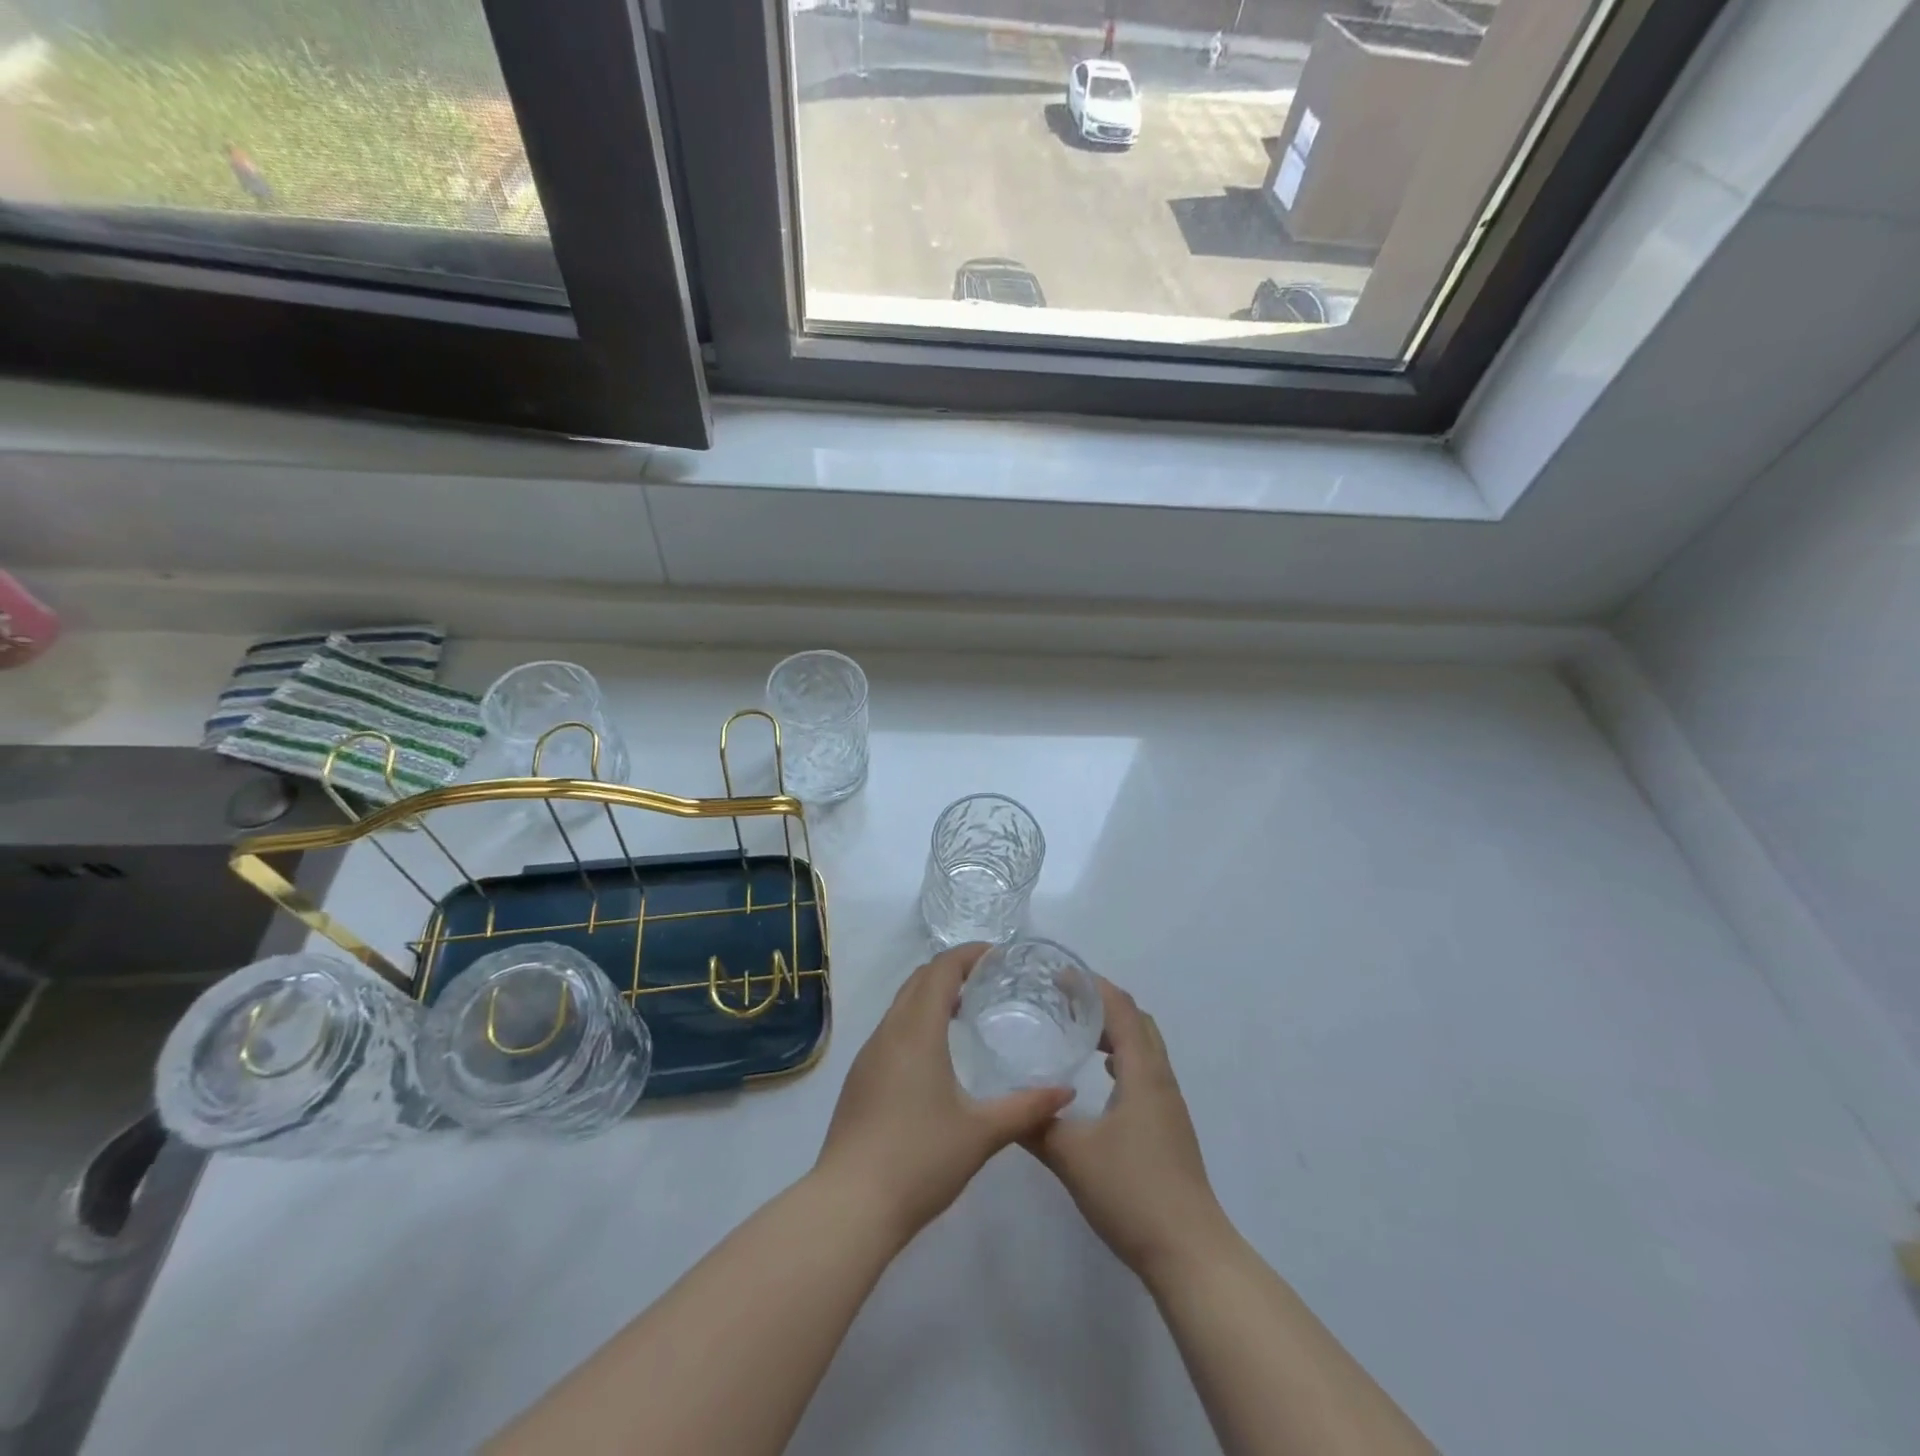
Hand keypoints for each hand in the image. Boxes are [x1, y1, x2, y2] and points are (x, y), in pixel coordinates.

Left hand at [814, 944, 1072, 1242]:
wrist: (850, 1205)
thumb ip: (1026, 1108)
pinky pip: (891, 1029)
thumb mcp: (982, 1133)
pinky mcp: (859, 1078)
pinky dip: (917, 1021)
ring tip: (967, 1011)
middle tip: (989, 980)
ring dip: (932, 995)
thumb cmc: (919, 1159)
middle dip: (952, 970)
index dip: (969, 954)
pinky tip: (936, 1054)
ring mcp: (868, 1055)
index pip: (942, 969)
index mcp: (917, 1030)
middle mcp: (889, 1032)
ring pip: (902, 1004)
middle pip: (919, 980)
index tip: (999, 956)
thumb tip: (1066, 1092)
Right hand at [1024, 979, 1230, 1280]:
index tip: (1059, 976)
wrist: (1189, 1253)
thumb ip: (1036, 1125)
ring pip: (1145, 1048)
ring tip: (1077, 1032)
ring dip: (1114, 1031)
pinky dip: (1123, 1058)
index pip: (1122, 1009)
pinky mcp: (1169, 1127)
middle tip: (1063, 1000)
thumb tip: (1004, 1103)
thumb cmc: (1132, 1193)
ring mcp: (1169, 1105)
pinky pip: (1146, 1072)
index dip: (1093, 986)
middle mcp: (1161, 1080)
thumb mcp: (1072, 1156)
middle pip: (1138, 1021)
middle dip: (1103, 1003)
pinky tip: (1101, 1079)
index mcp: (1143, 1073)